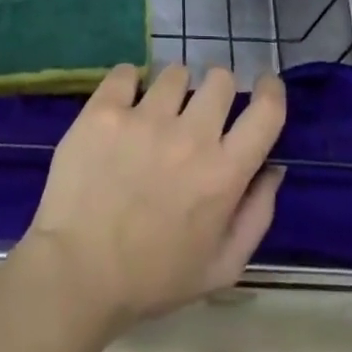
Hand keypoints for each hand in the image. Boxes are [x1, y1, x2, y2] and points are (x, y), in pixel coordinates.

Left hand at [18, 65, 285, 333]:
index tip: (264, 85)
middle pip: (220, 78)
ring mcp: (145, 118)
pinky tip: (122, 106)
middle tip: (199, 112)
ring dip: (172, 89)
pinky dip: (128, 84)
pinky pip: (126, 73)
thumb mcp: (222, 267)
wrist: (78, 273)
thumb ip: (257, 214)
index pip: (266, 111)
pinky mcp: (105, 111)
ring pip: (174, 73)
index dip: (271, 90)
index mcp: (224, 174)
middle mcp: (190, 136)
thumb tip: (273, 167)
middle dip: (217, 90)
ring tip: (155, 114)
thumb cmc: (154, 278)